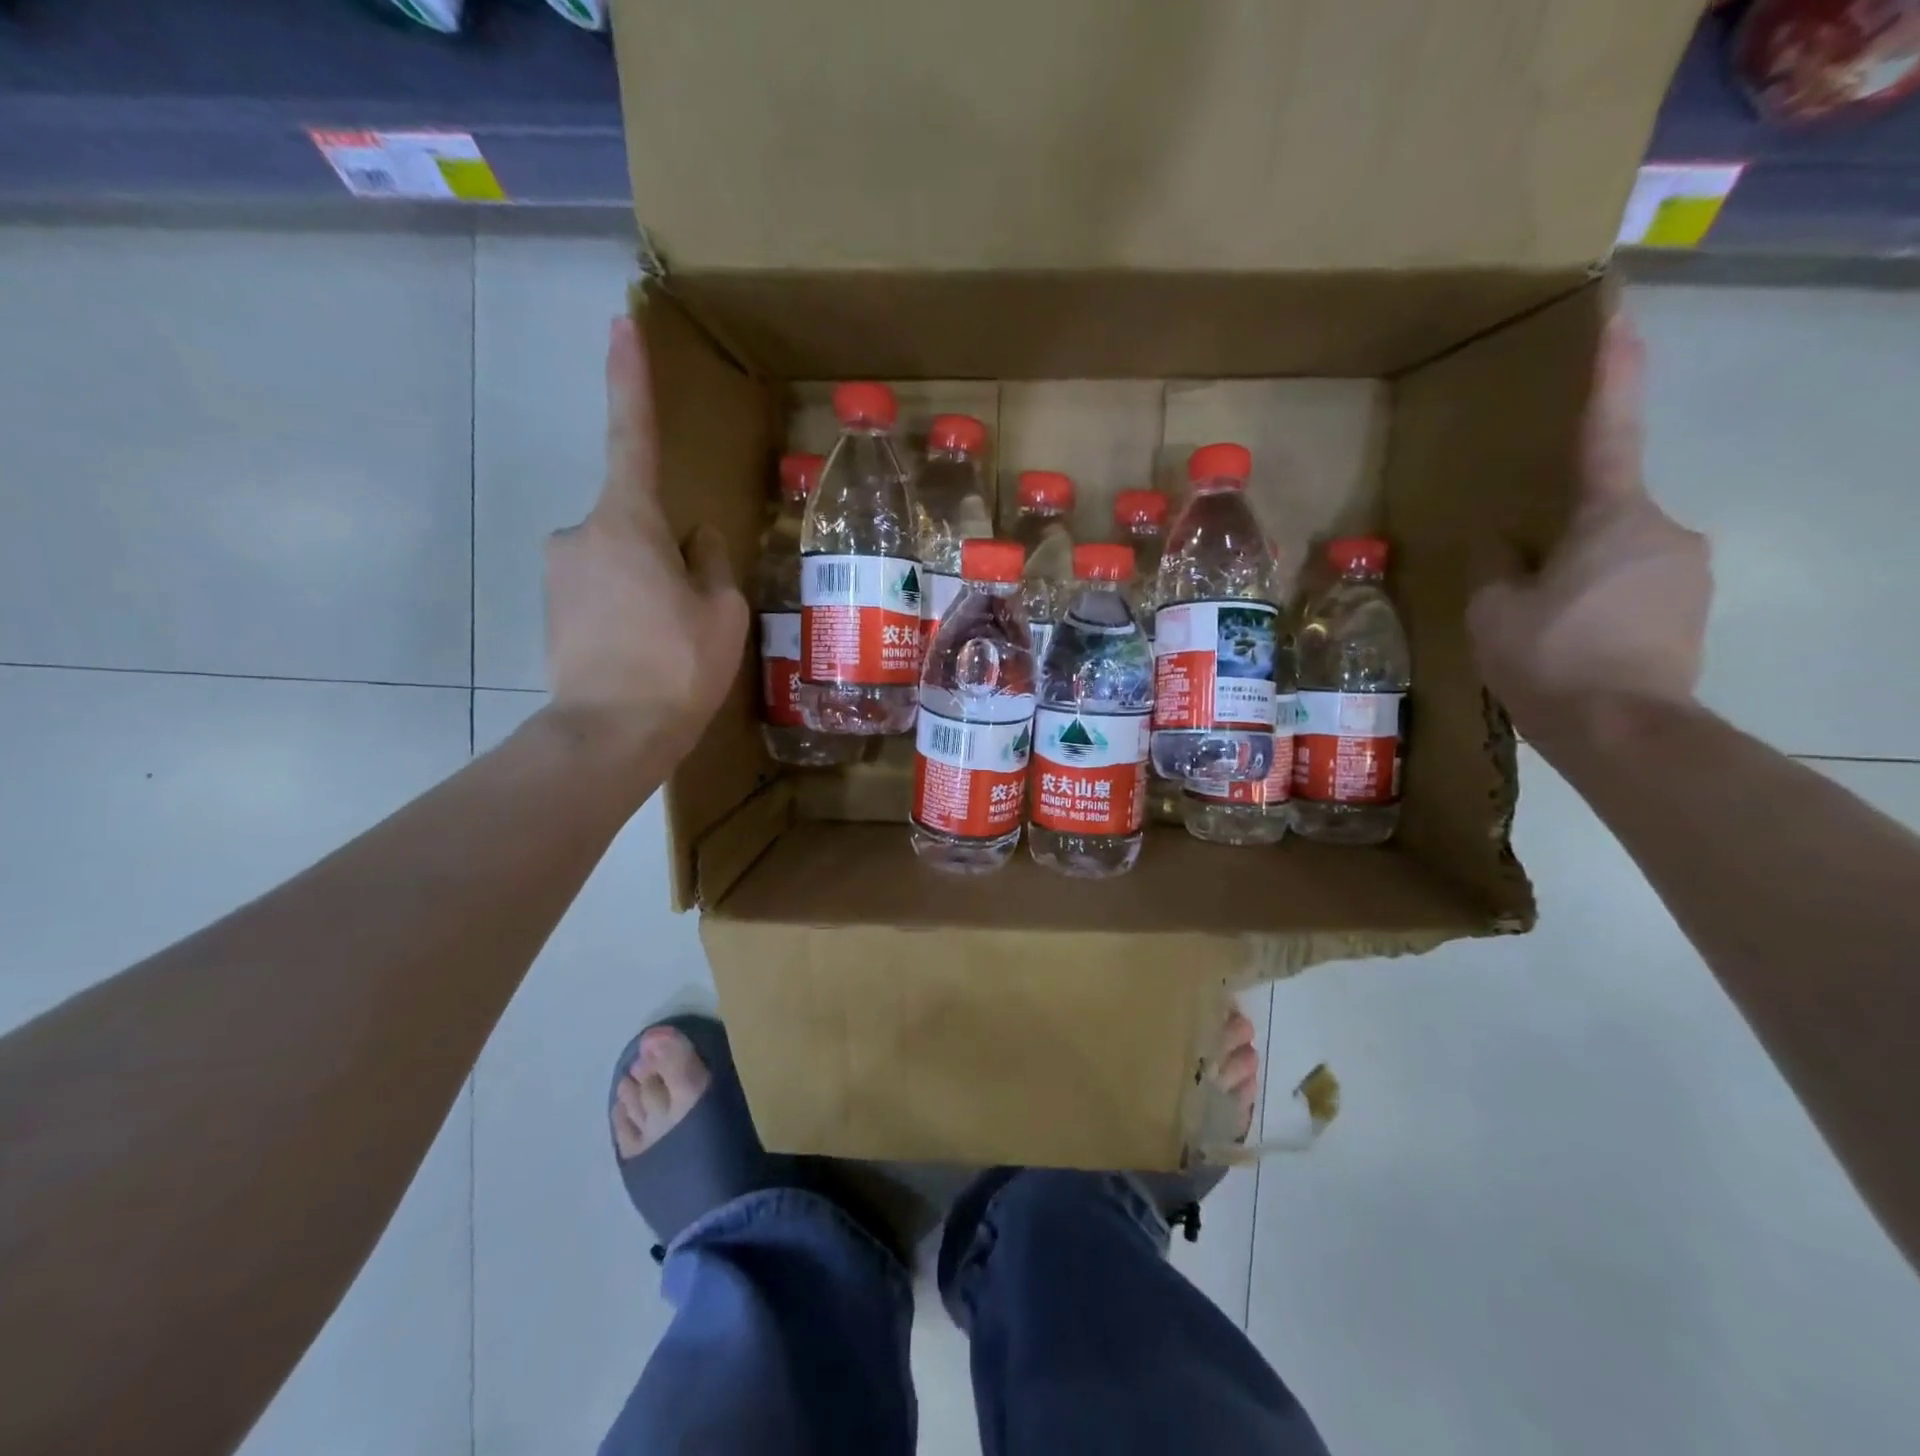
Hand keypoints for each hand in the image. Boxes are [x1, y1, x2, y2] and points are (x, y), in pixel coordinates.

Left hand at [543, 316, 748, 767]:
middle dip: (667, 554)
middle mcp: (580, 533)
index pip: (633, 437)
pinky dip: (627, 608)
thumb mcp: (721, 613)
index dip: (629, 380)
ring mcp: (558, 571)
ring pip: (620, 560)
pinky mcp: (550, 607)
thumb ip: (710, 562)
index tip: (619, 323)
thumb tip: (695, 539)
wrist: (609, 735)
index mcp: (628, 523)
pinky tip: (643, 652)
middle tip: (692, 613)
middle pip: (636, 522)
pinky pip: (601, 589)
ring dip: (648, 585)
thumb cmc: (676, 666)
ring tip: (669, 643)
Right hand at [1467, 309, 1711, 742]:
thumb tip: (1502, 545)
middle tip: (1522, 590)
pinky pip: (1633, 590)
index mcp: (1612, 517)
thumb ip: (1496, 565)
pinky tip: (1570, 646)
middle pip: (1603, 515)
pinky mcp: (1691, 611)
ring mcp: (1687, 571)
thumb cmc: (1550, 657)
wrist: (1623, 730)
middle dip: (1562, 542)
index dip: (1612, 369)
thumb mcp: (1492, 610)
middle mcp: (1664, 530)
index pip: (1608, 430)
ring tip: (1541, 630)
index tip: (1621, 310)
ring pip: (1616, 558)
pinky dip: (1598, 607)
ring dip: (1577, 581)